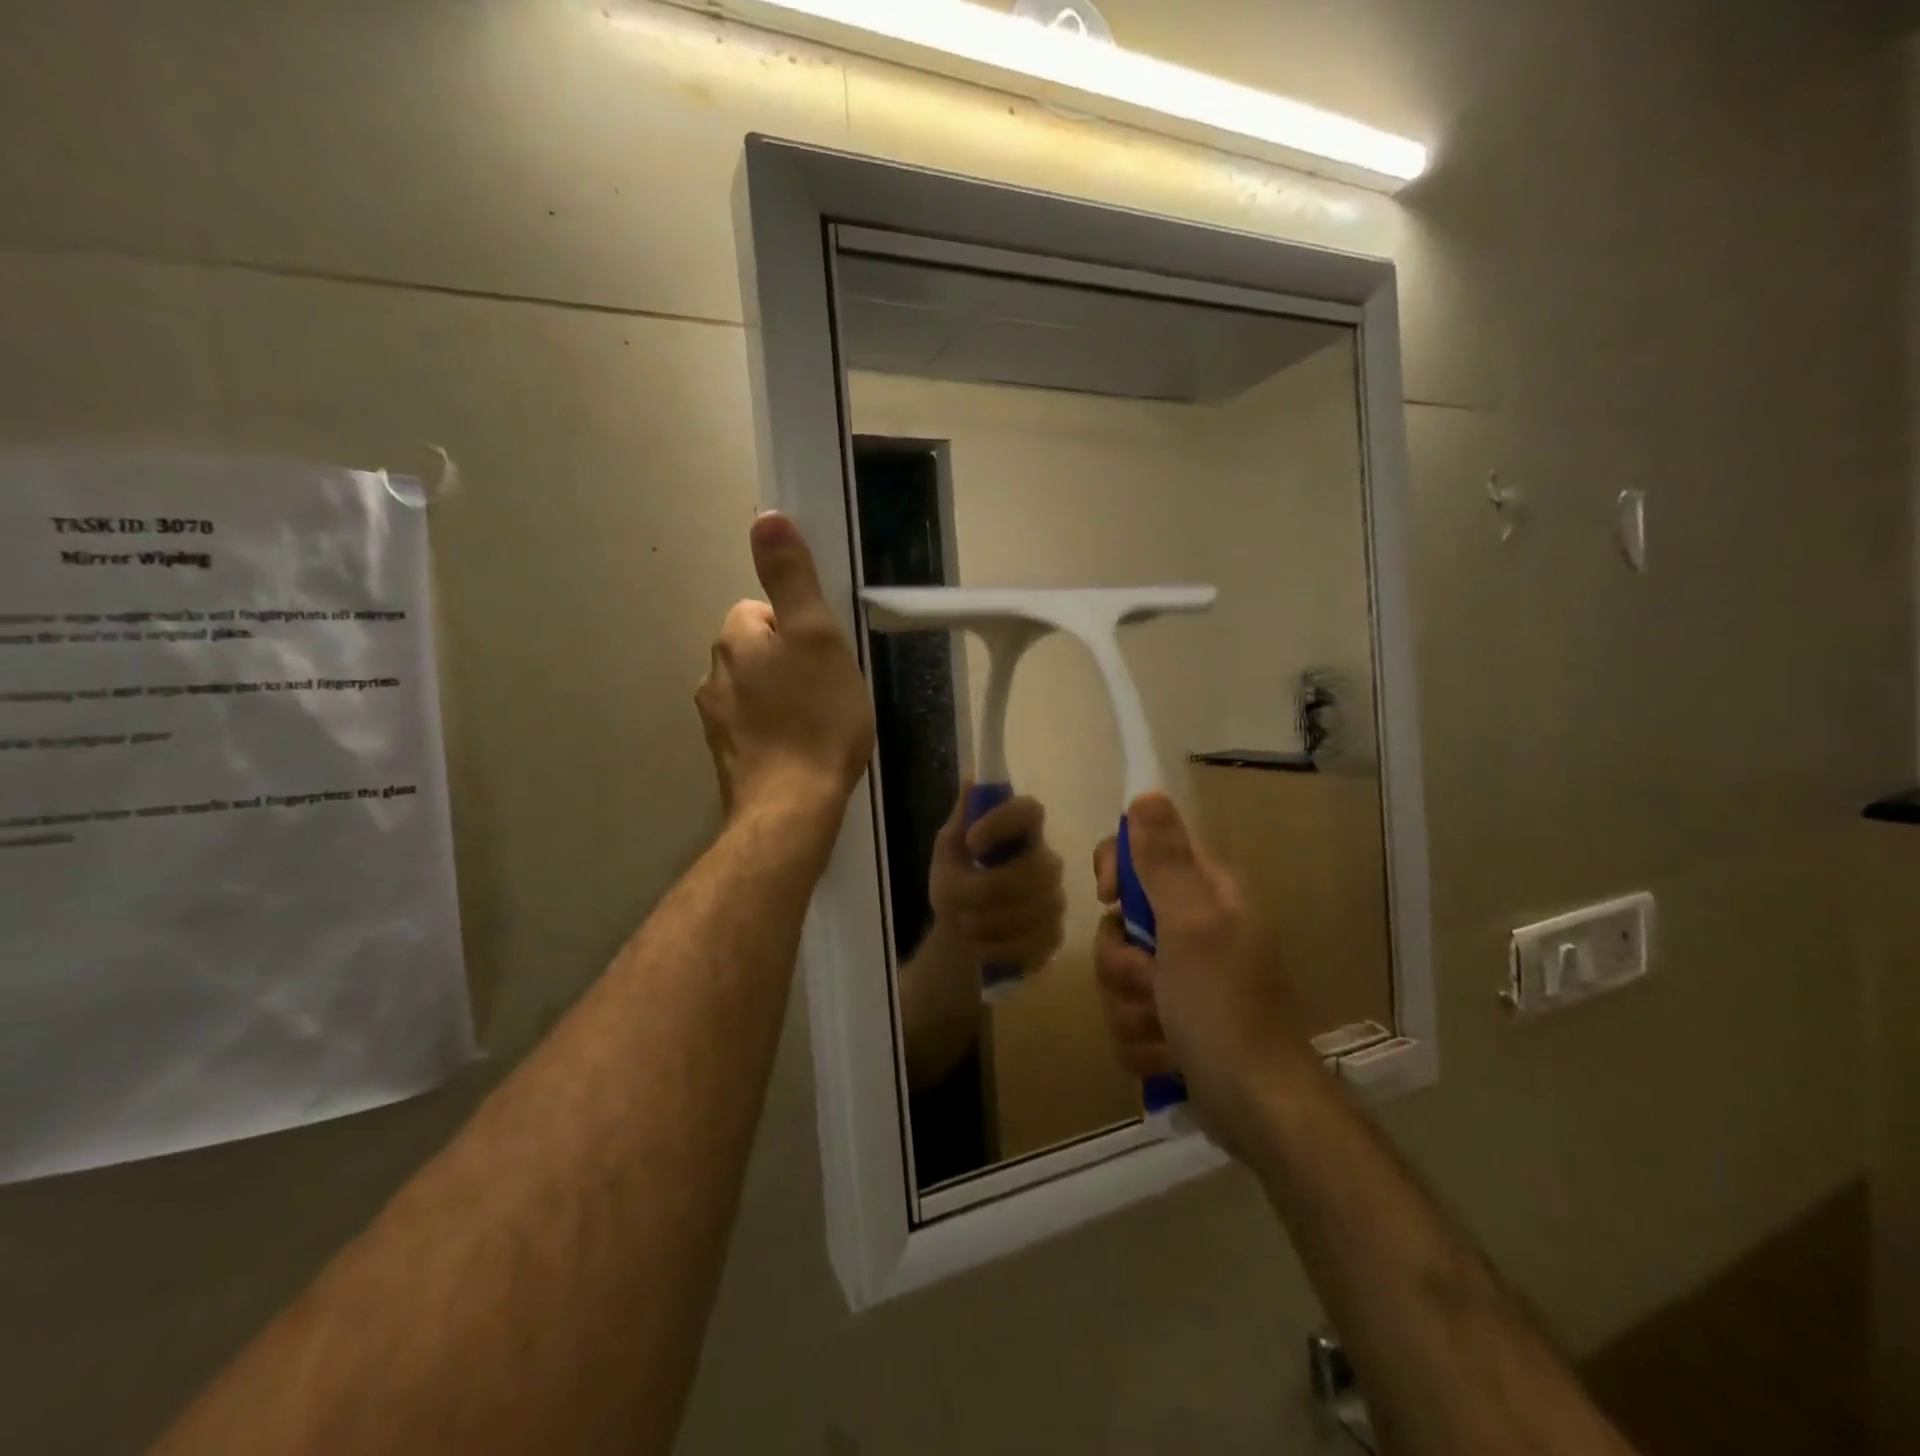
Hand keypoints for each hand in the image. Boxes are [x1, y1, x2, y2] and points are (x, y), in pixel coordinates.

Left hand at [695, 514, 874, 826]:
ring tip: (817, 724)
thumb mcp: (816, 637)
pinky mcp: (727, 759)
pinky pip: (754, 729)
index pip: (759, 610)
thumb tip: (766, 517)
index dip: (797, 628)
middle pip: (755, 651)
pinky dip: (775, 732)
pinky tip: (800, 751)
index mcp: (734, 640)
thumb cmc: (814, 718)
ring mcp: (716, 722)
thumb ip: (791, 578)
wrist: (791, 808)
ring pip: (754, 691)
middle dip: (788, 663)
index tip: (824, 657)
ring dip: (781, 699)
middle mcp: (713, 676)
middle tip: (828, 690)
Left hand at [928, 785, 1065, 972]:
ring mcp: (1055, 901)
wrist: (961, 931)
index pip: (1030, 811)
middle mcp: (1047, 861)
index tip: (971, 841)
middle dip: (986, 890)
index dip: (1004, 822)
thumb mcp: (949, 849)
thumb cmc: (958, 879)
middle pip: (1034, 870)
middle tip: (955, 900)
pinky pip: (1031, 944)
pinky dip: (997, 948)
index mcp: (1022, 832)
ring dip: (986, 922)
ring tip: (963, 924)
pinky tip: (981, 947)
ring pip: (1032, 912)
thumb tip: (973, 778)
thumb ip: (962, 818)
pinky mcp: (1054, 936)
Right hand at [1092, 792, 1312, 1151]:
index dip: (1117, 869)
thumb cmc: (1225, 1008)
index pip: (1144, 851)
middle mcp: (1194, 929)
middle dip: (1122, 961)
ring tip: (1164, 1030)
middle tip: (1151, 981)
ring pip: (1117, 975)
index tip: (1109, 897)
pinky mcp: (1172, 1023)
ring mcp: (1182, 979)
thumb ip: (1164, 861)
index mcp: (1206, 895)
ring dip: (1130, 1007)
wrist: (1259, 1109)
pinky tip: (1167, 1058)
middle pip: (1119, 922)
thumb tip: (1146, 794)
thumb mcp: (1191, 925)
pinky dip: (1141, 1041)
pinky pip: (1127, 1016)